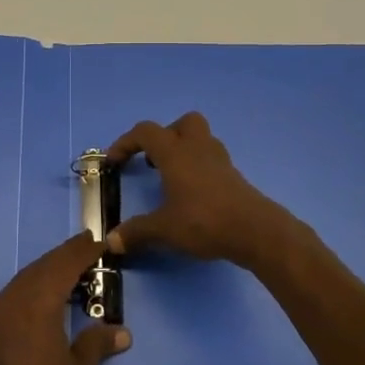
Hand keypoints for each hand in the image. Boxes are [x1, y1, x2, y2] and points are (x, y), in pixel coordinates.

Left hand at [0, 232, 130, 364]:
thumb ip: (96, 344)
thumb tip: (120, 330)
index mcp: (35, 305)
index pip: (62, 265)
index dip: (82, 252)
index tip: (100, 242)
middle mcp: (10, 303)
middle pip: (40, 268)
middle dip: (64, 257)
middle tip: (88, 249)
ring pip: (24, 281)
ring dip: (47, 273)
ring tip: (72, 272)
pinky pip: (13, 298)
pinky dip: (32, 290)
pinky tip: (48, 301)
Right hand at [105, 112, 293, 268]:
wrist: (254, 230)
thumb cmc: (204, 221)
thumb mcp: (164, 229)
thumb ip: (136, 232)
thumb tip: (110, 241)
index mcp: (175, 152)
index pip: (145, 132)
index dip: (125, 143)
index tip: (113, 162)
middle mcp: (197, 147)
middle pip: (182, 123)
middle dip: (165, 136)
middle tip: (153, 160)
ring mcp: (219, 160)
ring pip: (200, 138)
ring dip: (183, 149)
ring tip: (171, 177)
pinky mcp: (233, 175)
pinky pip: (211, 159)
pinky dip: (198, 167)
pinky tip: (192, 193)